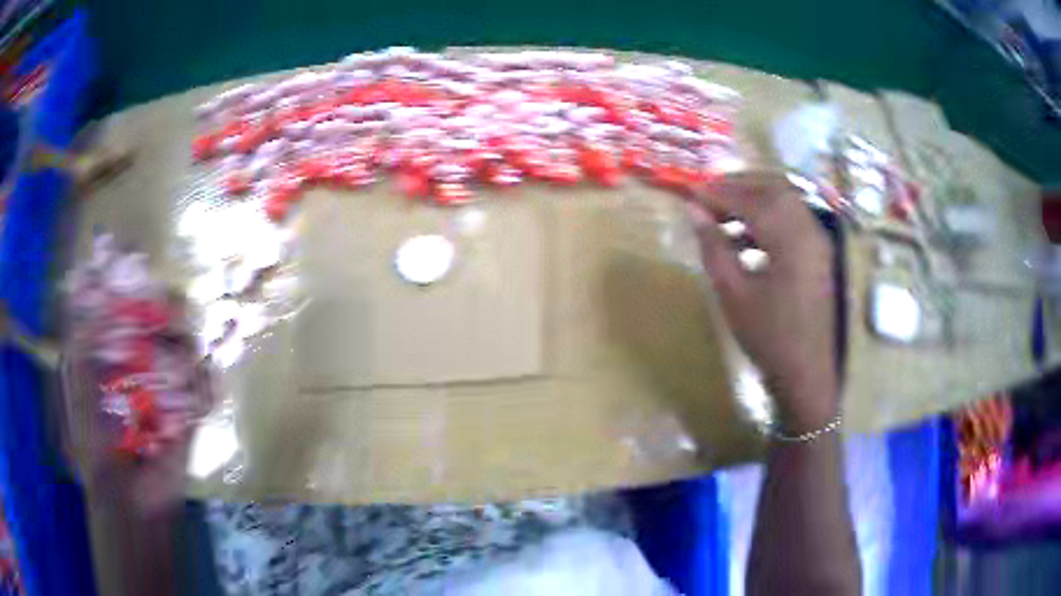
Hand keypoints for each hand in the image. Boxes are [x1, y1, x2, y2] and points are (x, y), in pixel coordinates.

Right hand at [689, 172, 838, 431]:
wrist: (807, 374)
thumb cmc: (768, 337)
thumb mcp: (733, 292)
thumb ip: (713, 246)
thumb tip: (693, 211)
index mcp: (788, 237)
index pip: (749, 198)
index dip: (718, 192)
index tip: (690, 193)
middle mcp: (808, 227)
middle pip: (772, 187)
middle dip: (738, 185)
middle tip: (708, 196)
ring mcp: (819, 239)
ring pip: (786, 199)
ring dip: (755, 198)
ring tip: (723, 214)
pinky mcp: (820, 252)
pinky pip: (794, 218)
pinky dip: (770, 216)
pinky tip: (748, 236)